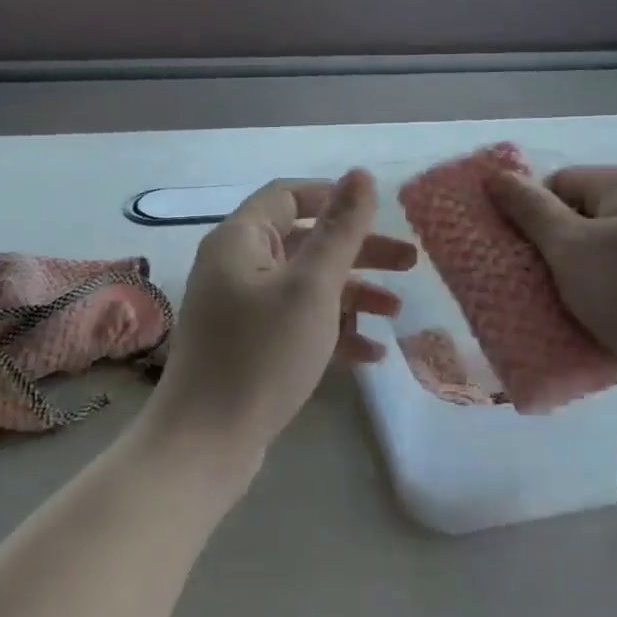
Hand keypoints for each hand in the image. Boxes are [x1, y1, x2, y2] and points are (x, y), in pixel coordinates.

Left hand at [146, 170, 415, 469]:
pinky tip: (371, 353)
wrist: (206, 442)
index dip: (335, 199)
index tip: (380, 214)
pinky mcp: (250, 348)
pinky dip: (332, 332)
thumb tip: (361, 174)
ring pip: (306, 287)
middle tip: (411, 263)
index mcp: (241, 240)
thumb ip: (341, 230)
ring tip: (397, 312)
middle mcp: (236, 268)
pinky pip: (297, 325)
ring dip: (353, 295)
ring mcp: (241, 311)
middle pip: (305, 243)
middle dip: (359, 252)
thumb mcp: (312, 287)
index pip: (289, 197)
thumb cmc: (262, 354)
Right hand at [489, 165, 616, 429]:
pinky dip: (601, 302)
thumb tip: (495, 176)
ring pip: (597, 258)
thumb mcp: (570, 246)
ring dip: (572, 283)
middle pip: (577, 221)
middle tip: (526, 285)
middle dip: (548, 254)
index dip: (529, 215)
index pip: (557, 184)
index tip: (513, 253)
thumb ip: (529, 210)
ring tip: (553, 311)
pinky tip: (588, 326)